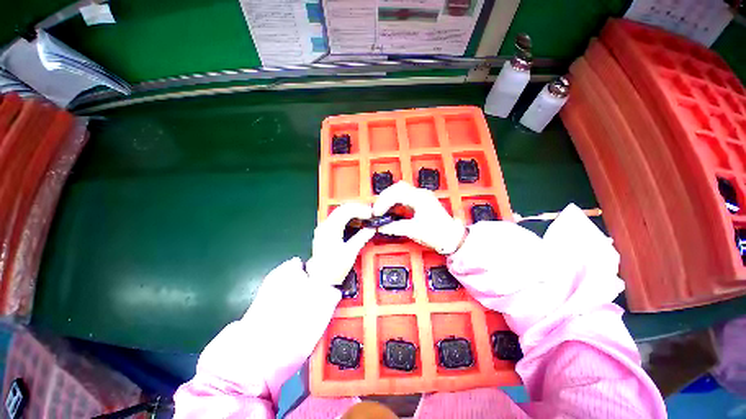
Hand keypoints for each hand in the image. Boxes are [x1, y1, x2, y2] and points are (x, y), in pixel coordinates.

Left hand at [306, 203, 375, 285]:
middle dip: (357, 208)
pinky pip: (337, 219)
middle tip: (369, 213)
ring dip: (353, 211)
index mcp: (330, 228)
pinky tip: (354, 221)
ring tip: (364, 216)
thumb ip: (362, 237)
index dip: (361, 210)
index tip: (371, 214)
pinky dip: (347, 217)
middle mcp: (325, 225)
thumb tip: (371, 229)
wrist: (321, 280)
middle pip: (342, 208)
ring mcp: (323, 228)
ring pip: (339, 212)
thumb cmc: (333, 268)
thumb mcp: (350, 252)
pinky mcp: (324, 232)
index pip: (347, 210)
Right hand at [373, 181, 465, 253]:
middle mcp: (420, 193)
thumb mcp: (414, 231)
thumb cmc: (437, 234)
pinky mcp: (421, 201)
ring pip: (400, 190)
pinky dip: (395, 201)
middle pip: (397, 188)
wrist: (452, 238)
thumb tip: (379, 227)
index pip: (396, 194)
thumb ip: (394, 227)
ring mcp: (421, 196)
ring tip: (382, 210)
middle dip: (384, 197)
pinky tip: (391, 210)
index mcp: (419, 198)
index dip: (383, 203)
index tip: (376, 213)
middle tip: (377, 210)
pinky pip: (404, 197)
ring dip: (389, 198)